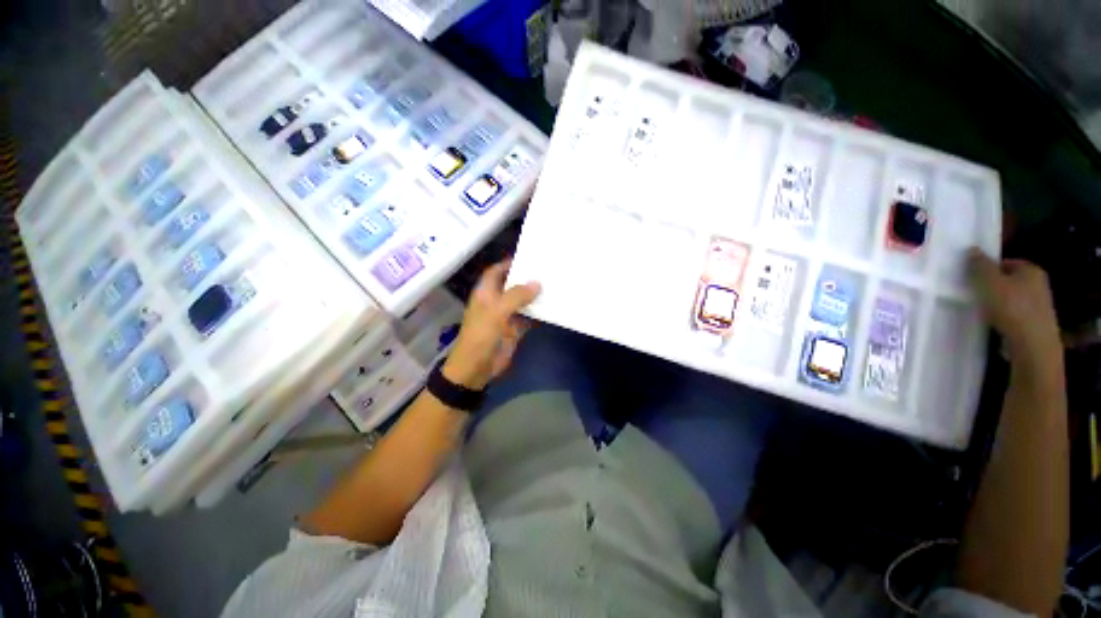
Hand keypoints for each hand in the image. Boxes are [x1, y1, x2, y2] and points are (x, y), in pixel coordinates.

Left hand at [442, 260, 541, 389]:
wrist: (476, 367)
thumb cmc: (481, 335)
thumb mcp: (497, 312)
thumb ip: (517, 296)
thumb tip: (537, 283)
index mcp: (486, 293)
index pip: (496, 272)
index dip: (508, 263)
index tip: (528, 257)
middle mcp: (496, 301)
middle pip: (512, 285)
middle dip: (526, 278)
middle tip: (547, 269)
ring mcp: (506, 316)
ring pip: (522, 301)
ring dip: (535, 296)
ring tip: (553, 284)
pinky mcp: (514, 329)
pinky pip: (528, 317)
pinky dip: (538, 313)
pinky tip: (552, 308)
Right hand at [968, 249, 1060, 368]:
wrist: (1033, 345)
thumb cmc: (1011, 308)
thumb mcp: (989, 282)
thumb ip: (979, 265)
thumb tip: (972, 249)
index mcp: (1031, 270)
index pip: (1006, 263)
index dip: (988, 270)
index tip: (973, 280)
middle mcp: (1040, 284)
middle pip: (1010, 281)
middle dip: (994, 287)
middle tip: (975, 295)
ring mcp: (1041, 306)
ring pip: (1013, 299)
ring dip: (998, 303)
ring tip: (982, 311)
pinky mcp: (1036, 324)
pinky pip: (1016, 315)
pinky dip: (1005, 318)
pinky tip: (994, 325)